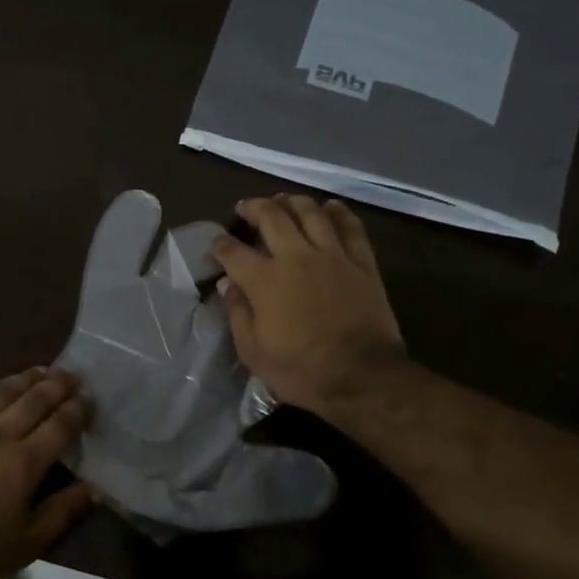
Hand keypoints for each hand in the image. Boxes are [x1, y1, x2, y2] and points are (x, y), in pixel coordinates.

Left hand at [0, 367, 94, 578]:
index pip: (59, 426)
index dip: (76, 409)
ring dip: (24, 378)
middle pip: (33, 400)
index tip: (88, 397)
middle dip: (56, 385)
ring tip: (40, 370)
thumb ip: (62, 513)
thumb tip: (94, 489)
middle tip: (71, 374)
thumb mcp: (26, 544)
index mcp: (24, 463)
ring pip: (0, 392)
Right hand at [209, 195, 406, 415]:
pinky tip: (330, 207)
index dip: (220, 244)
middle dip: (254, 208)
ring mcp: (332, 256)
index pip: (233, 251)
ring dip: (293, 202)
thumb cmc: (300, 370)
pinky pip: (350, 227)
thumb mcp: (253, 351)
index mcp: (264, 280)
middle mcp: (296, 257)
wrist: (362, 377)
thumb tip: (226, 285)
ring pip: (310, 213)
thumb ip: (238, 312)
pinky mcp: (362, 263)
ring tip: (283, 201)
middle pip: (272, 217)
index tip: (216, 244)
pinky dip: (339, 213)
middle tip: (246, 208)